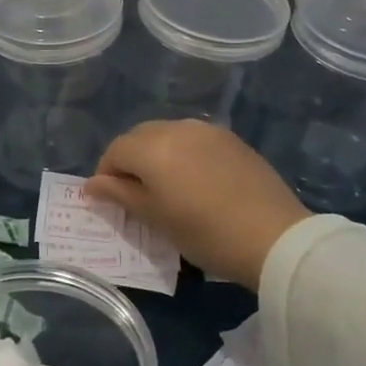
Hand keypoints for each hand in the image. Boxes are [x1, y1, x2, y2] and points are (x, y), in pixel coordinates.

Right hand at [86, 120, 308, 289]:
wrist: (274, 236)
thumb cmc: (205, 233)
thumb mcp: (156, 219)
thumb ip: (120, 195)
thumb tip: (91, 184)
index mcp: (151, 147)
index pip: (115, 151)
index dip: (106, 174)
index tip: (112, 200)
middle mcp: (176, 128)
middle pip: (140, 137)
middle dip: (131, 160)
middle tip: (137, 194)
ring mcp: (207, 130)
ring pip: (167, 134)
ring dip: (158, 154)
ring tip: (168, 187)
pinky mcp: (231, 138)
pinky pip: (194, 139)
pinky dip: (184, 153)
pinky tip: (197, 180)